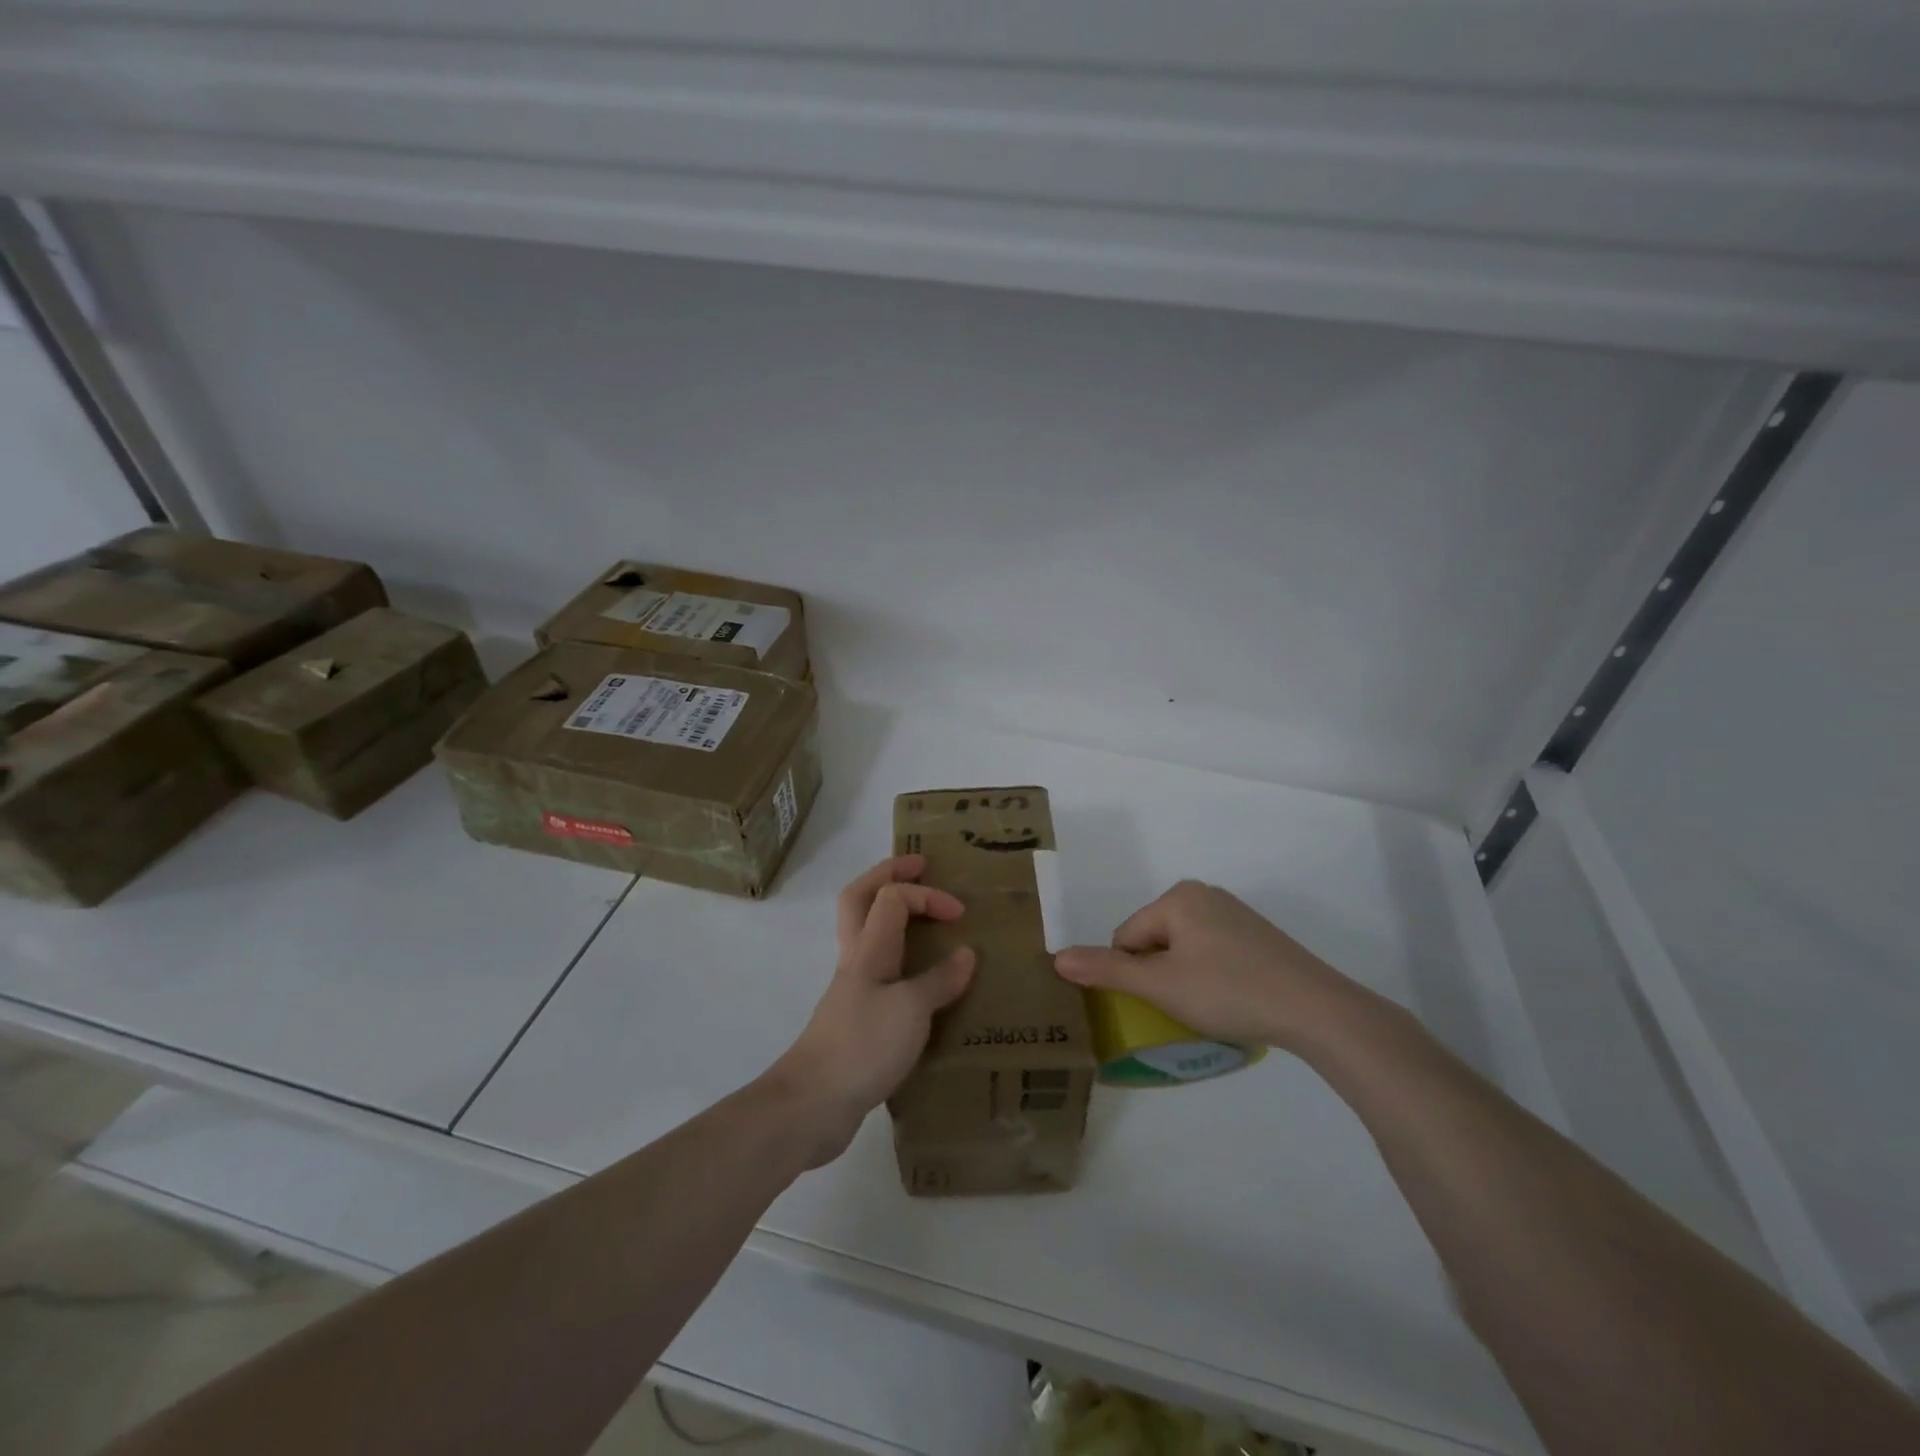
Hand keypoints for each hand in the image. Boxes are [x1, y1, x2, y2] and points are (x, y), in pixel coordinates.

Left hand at [770, 855, 975, 1165]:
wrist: (813, 1105)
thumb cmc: (862, 1046)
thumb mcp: (911, 1011)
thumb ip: (940, 980)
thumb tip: (966, 954)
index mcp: (868, 950)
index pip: (891, 897)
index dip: (926, 895)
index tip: (960, 914)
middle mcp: (856, 960)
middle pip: (860, 899)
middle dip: (888, 875)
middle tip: (920, 866)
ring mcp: (852, 990)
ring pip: (867, 933)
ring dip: (891, 914)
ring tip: (924, 917)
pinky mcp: (855, 1019)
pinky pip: (879, 973)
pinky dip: (900, 961)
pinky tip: (922, 980)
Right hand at [1054, 880, 1372, 1053]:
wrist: (1314, 1008)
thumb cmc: (1228, 991)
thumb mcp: (1160, 985)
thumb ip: (1107, 970)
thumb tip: (1055, 958)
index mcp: (1177, 896)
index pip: (1126, 937)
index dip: (1134, 975)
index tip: (1161, 1002)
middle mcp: (1203, 893)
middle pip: (1153, 940)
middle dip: (1159, 974)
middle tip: (1184, 1006)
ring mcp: (1233, 912)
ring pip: (1182, 948)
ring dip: (1183, 977)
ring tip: (1209, 1006)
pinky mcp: (1256, 934)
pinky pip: (1212, 952)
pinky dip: (1211, 975)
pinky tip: (1231, 998)